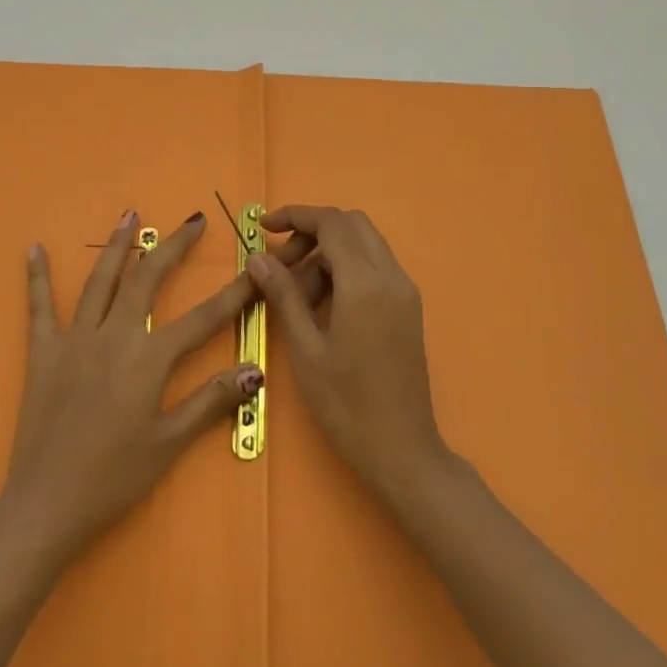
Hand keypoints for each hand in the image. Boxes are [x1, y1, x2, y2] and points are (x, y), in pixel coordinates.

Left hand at [0, 209, 262, 557]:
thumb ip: (210, 401)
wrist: (46, 502)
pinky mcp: (43, 352)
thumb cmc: (113, 477)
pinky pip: (39, 307)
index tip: (256, 268)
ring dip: (116, 246)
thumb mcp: (169, 444)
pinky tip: (34, 249)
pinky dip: (37, 277)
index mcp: (148, 359)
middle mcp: (114, 336)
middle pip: (147, 279)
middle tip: (194, 221)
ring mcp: (75, 340)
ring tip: (129, 214)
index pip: (202, 318)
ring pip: (99, 281)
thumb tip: (254, 369)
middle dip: (173, 247)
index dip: (233, 293)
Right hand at [247, 206, 448, 498]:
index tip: (264, 227)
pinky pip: (375, 268)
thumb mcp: (305, 349)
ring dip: (329, 252)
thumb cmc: (346, 404)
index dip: (296, 216)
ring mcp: (405, 292)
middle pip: (351, 225)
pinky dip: (346, 269)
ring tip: (297, 293)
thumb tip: (258, 257)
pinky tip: (323, 305)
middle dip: (313, 231)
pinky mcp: (408, 308)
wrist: (403, 451)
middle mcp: (392, 277)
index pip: (332, 223)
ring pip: (364, 245)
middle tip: (281, 263)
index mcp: (366, 284)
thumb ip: (283, 295)